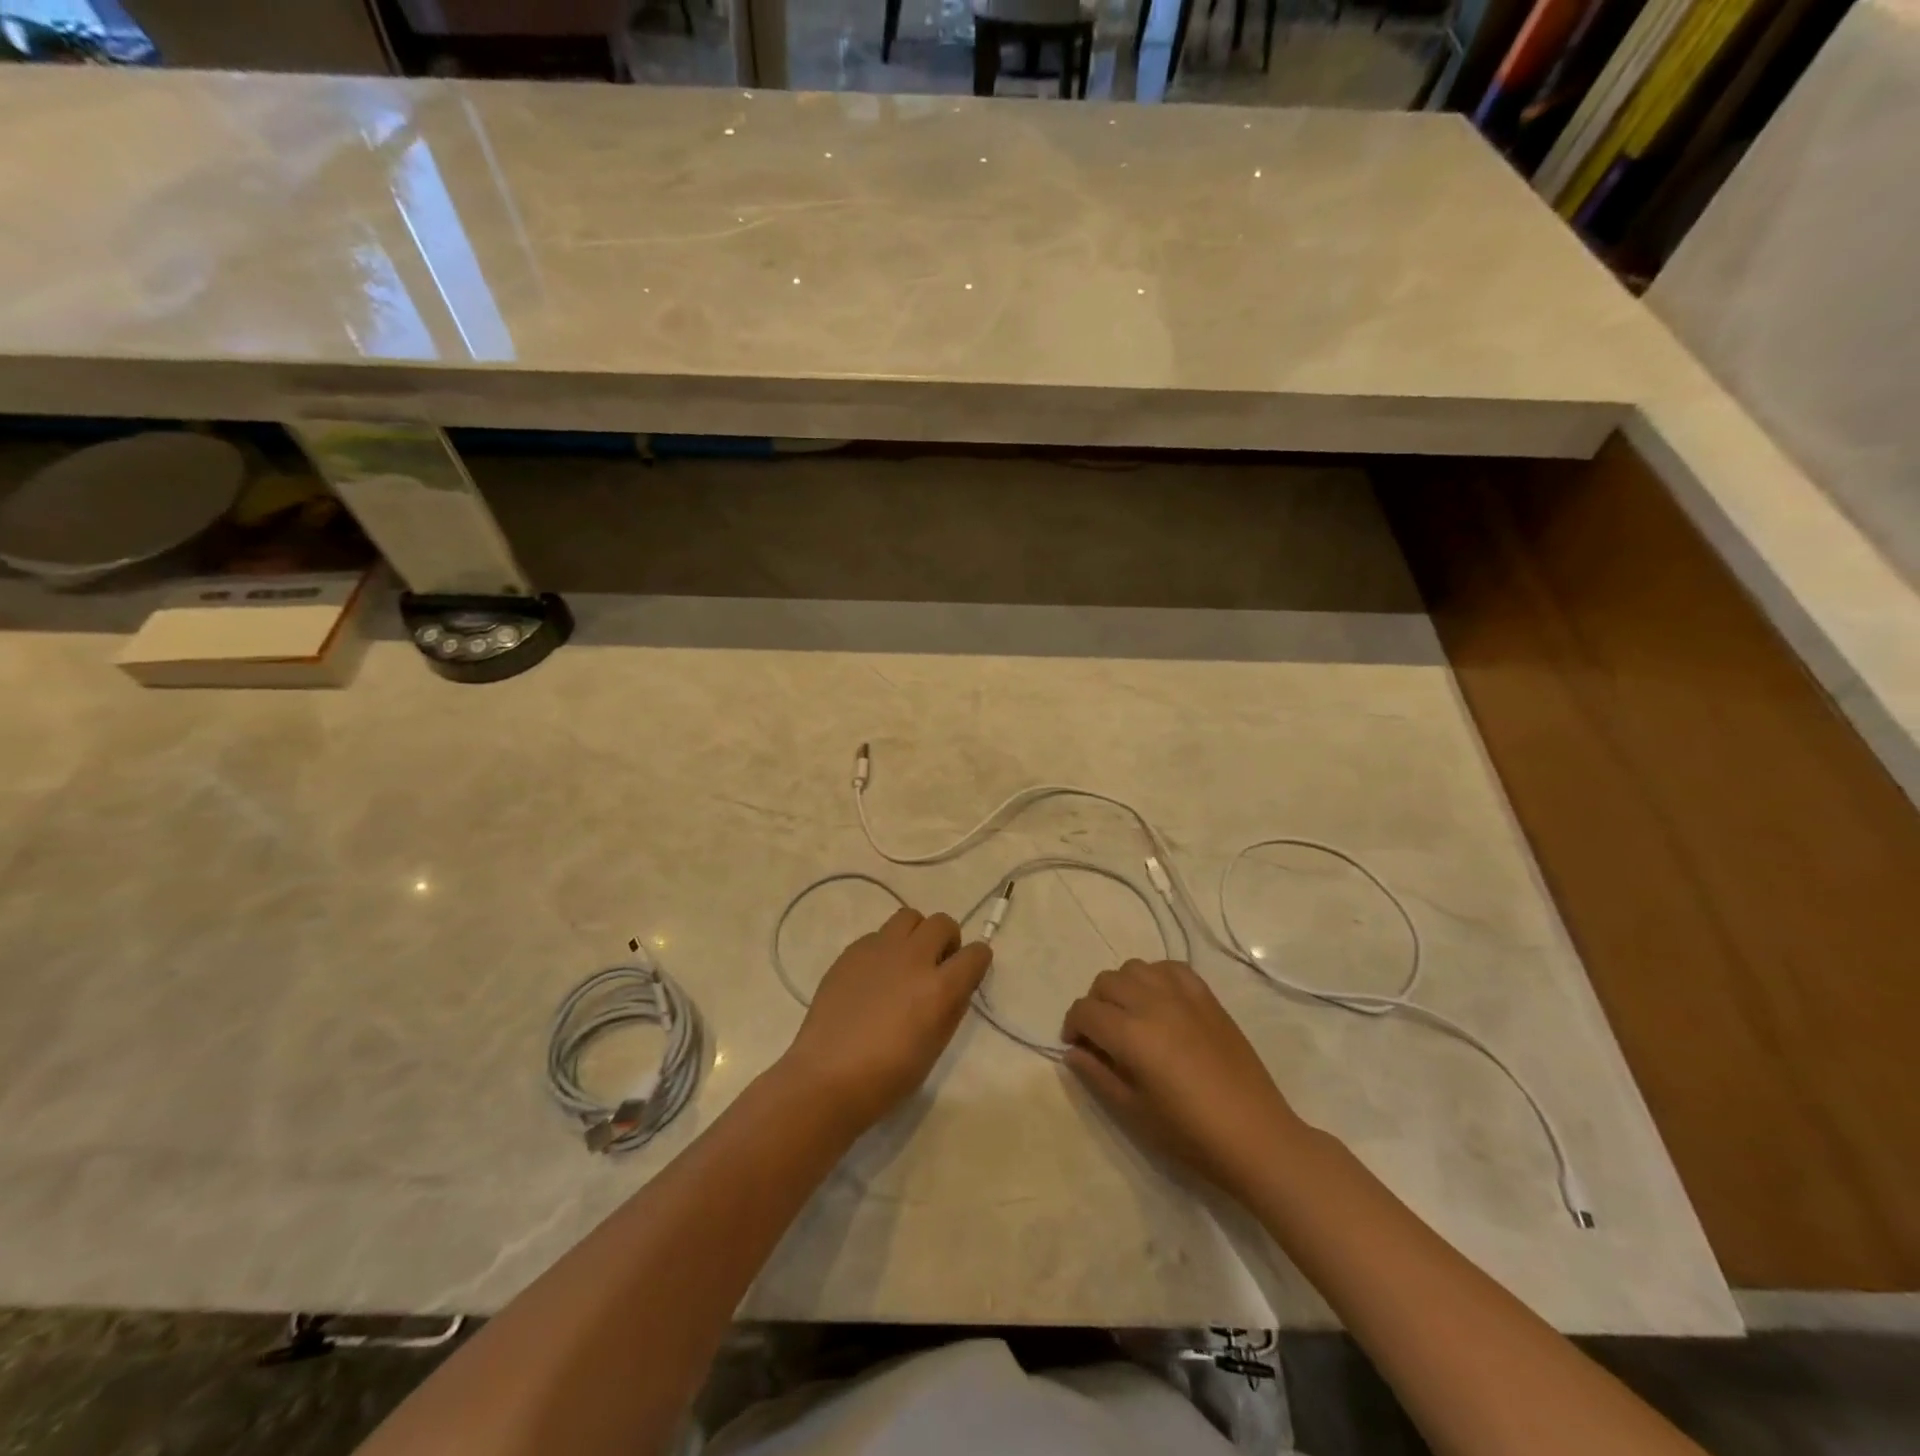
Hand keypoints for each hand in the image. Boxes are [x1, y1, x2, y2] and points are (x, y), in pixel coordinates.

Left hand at [779, 908, 990, 1131]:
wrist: (827, 1077)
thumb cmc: (887, 1076)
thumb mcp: (935, 1047)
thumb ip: (951, 1007)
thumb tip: (956, 984)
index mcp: (939, 987)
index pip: (975, 954)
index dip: (978, 961)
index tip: (970, 971)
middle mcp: (912, 958)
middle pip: (941, 923)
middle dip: (948, 940)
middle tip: (938, 965)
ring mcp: (878, 950)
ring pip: (908, 917)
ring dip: (916, 934)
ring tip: (906, 962)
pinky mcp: (851, 952)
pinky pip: (877, 935)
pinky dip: (885, 948)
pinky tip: (874, 977)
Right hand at [1062, 958, 1307, 1198]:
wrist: (1255, 1136)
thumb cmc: (1189, 1134)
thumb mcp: (1133, 1112)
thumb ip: (1098, 1076)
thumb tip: (1073, 1052)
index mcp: (1131, 1035)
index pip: (1085, 1011)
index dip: (1072, 1026)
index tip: (1077, 1047)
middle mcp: (1152, 1003)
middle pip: (1106, 982)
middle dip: (1094, 1005)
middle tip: (1101, 1035)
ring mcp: (1182, 996)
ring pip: (1135, 968)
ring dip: (1122, 987)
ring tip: (1130, 1015)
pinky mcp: (1206, 997)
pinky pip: (1170, 968)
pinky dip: (1155, 977)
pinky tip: (1160, 1002)